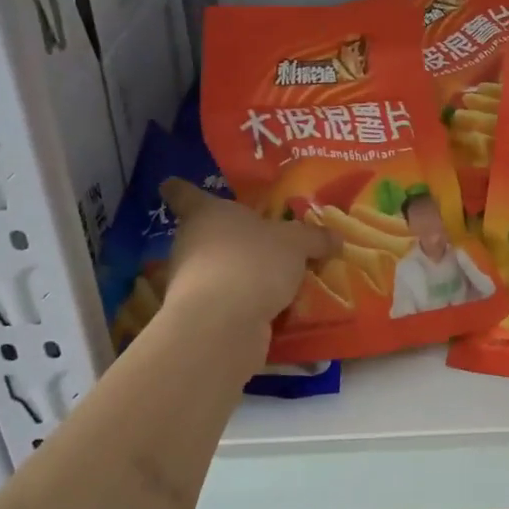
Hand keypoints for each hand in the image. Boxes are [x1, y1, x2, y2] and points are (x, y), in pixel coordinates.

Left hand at [158, 180, 338, 326]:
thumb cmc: (253, 262)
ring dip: (243, 274)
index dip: (181, 189)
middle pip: (207, 234)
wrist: (223, 324)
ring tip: (281, 280)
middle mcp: (191, 243)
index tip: (174, 184)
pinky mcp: (200, 316)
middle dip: (233, 239)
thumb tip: (335, 237)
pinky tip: (276, 309)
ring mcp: (190, 282)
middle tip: (267, 241)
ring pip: (218, 270)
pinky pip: (228, 302)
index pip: (183, 193)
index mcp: (206, 212)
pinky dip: (246, 304)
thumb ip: (314, 238)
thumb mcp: (296, 243)